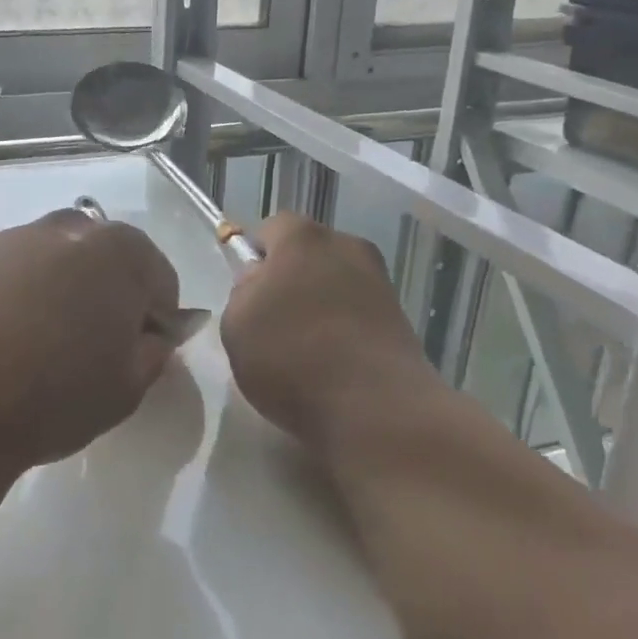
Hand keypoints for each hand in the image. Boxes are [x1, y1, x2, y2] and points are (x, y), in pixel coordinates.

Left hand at [0, 209, 181, 471]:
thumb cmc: (53, 395)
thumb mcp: (127, 389)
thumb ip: (154, 351)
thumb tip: (153, 334)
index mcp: (119, 253)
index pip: (158, 278)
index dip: (155, 317)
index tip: (138, 351)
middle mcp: (66, 229)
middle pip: (100, 258)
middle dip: (103, 291)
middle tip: (88, 344)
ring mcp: (9, 238)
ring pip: (47, 260)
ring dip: (52, 288)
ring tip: (32, 344)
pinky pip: (0, 273)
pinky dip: (4, 295)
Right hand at [220, 213, 432, 443]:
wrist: (376, 410)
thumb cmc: (292, 356)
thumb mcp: (236, 323)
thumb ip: (243, 292)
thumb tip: (261, 282)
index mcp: (302, 237)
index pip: (270, 228)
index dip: (254, 257)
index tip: (247, 294)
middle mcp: (347, 246)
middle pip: (307, 253)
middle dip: (289, 278)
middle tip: (271, 322)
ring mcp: (380, 282)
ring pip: (335, 283)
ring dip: (319, 304)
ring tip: (304, 351)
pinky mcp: (401, 319)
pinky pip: (358, 313)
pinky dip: (344, 329)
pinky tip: (333, 365)